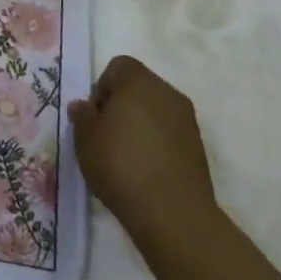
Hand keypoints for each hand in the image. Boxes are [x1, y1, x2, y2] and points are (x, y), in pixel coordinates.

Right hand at [70, 56, 218, 239]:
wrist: (172, 213)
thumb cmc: (120, 165)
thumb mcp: (85, 139)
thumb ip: (82, 116)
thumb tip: (84, 106)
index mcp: (139, 83)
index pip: (118, 66)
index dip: (101, 87)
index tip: (95, 117)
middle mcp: (168, 93)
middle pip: (139, 87)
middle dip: (120, 105)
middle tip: (105, 136)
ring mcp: (187, 120)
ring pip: (156, 110)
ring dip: (139, 124)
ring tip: (125, 156)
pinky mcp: (198, 147)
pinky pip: (170, 133)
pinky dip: (156, 142)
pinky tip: (145, 170)